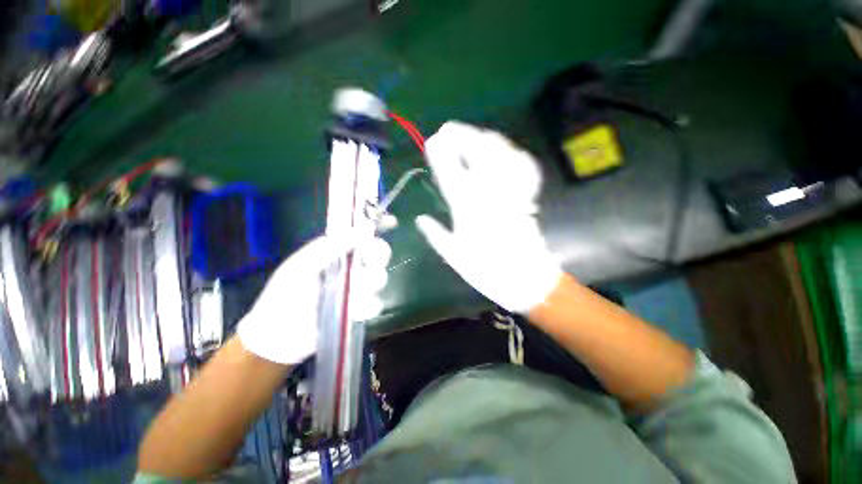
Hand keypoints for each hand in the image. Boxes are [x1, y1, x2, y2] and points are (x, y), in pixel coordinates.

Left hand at [237, 235, 390, 364]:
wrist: (281, 337)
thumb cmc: (285, 296)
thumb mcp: (302, 266)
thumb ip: (330, 247)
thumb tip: (362, 229)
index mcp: (336, 252)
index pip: (360, 234)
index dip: (377, 225)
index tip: (392, 222)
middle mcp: (351, 267)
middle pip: (379, 253)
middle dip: (378, 255)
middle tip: (370, 261)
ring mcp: (358, 288)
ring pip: (380, 277)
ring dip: (369, 284)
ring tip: (352, 294)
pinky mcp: (361, 309)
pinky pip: (377, 303)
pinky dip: (367, 307)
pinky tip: (353, 312)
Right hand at [416, 121, 561, 313]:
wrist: (525, 278)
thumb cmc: (486, 270)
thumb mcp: (453, 255)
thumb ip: (435, 234)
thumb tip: (420, 219)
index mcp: (466, 208)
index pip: (449, 171)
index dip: (439, 152)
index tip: (431, 140)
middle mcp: (488, 193)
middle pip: (476, 152)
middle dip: (461, 134)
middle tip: (448, 130)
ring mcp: (509, 191)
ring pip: (500, 153)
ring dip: (485, 138)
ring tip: (474, 136)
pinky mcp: (526, 195)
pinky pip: (522, 165)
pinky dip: (512, 153)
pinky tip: (504, 151)